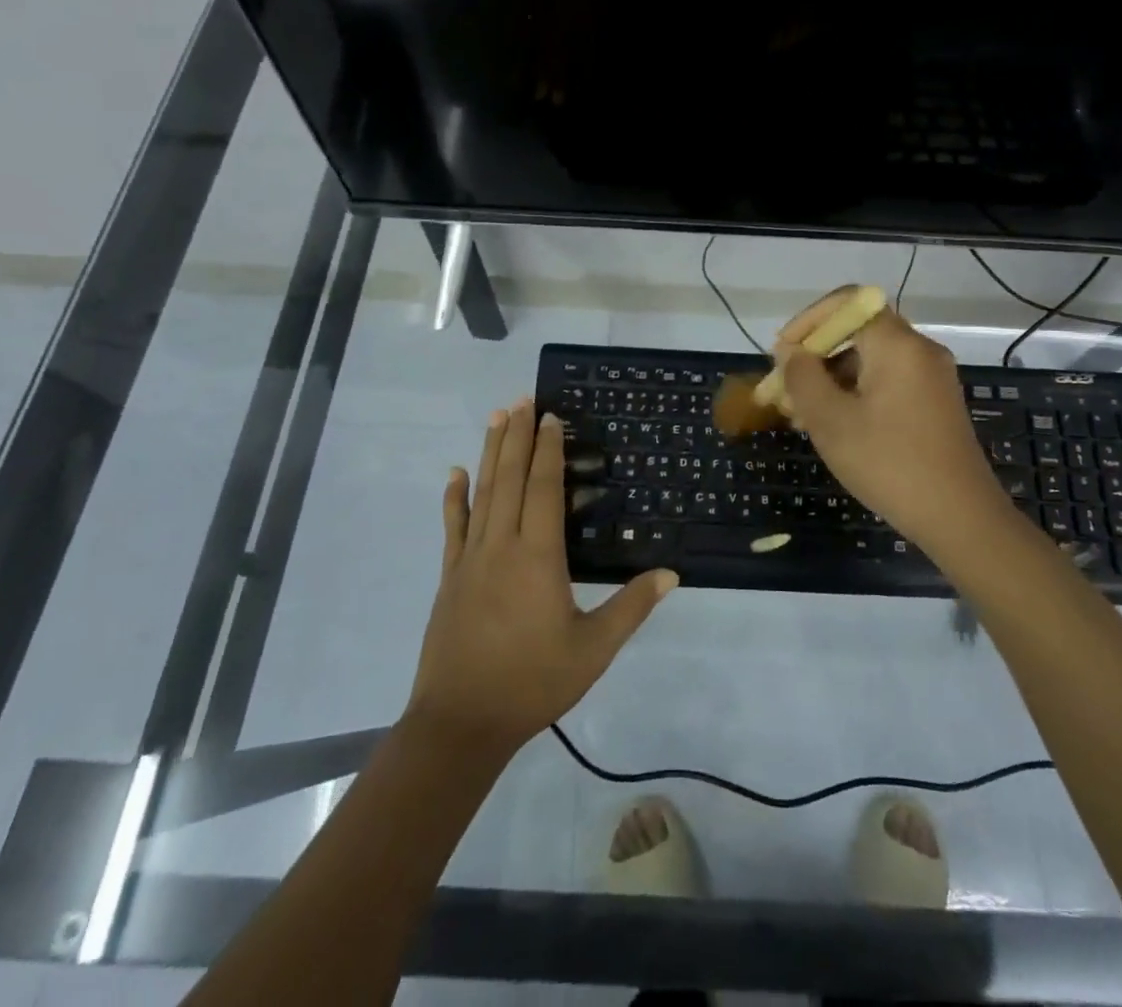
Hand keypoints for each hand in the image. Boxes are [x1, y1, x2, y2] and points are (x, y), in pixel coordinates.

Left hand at [406, 399, 676, 755]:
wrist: (461, 722)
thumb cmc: (533, 683)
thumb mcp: (593, 650)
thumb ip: (631, 608)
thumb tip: (671, 573)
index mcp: (538, 557)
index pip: (544, 488)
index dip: (548, 449)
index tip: (551, 416)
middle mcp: (502, 545)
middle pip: (510, 478)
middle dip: (517, 435)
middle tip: (522, 399)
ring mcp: (470, 559)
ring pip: (482, 492)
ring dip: (490, 452)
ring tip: (496, 417)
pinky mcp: (450, 577)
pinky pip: (452, 527)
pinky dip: (454, 497)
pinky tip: (455, 473)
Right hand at [774, 291, 1009, 547]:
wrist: (960, 518)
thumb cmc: (889, 464)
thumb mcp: (831, 421)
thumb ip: (803, 378)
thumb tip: (791, 353)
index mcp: (897, 344)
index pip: (846, 302)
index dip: (807, 321)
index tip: (782, 354)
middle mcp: (919, 350)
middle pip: (857, 331)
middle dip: (815, 355)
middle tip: (784, 388)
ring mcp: (931, 377)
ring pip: (870, 359)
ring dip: (831, 377)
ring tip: (800, 413)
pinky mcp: (935, 403)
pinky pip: (886, 380)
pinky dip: (855, 391)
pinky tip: (833, 424)